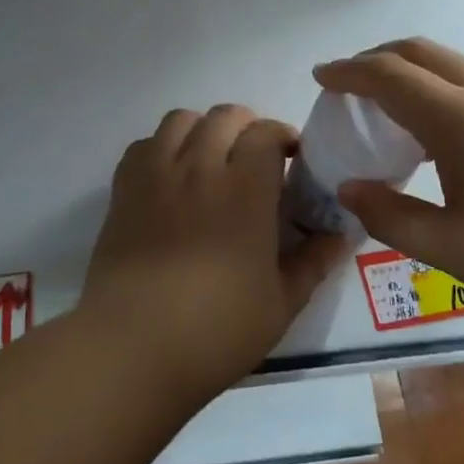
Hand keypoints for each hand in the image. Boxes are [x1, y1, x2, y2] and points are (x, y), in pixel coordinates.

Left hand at [81, 105, 349, 403]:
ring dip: (202, 129)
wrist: (133, 347)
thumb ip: (313, 263)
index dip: (282, 136)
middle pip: (224, 116)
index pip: (266, 133)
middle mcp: (201, 167)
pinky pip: (143, 145)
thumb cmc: (217, 329)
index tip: (292, 158)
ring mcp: (157, 175)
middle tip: (254, 159)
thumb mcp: (281, 303)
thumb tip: (339, 236)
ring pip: (180, 120)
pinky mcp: (123, 191)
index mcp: (246, 189)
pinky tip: (169, 178)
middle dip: (246, 127)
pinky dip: (161, 148)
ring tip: (210, 159)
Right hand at [316, 39, 463, 352]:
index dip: (349, 71)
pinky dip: (444, 91)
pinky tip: (446, 136)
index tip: (320, 76)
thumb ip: (391, 215)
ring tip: (392, 110)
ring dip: (414, 73)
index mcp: (462, 117)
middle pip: (422, 52)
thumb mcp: (451, 249)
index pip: (390, 75)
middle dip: (378, 58)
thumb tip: (348, 189)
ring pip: (455, 65)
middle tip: (350, 84)